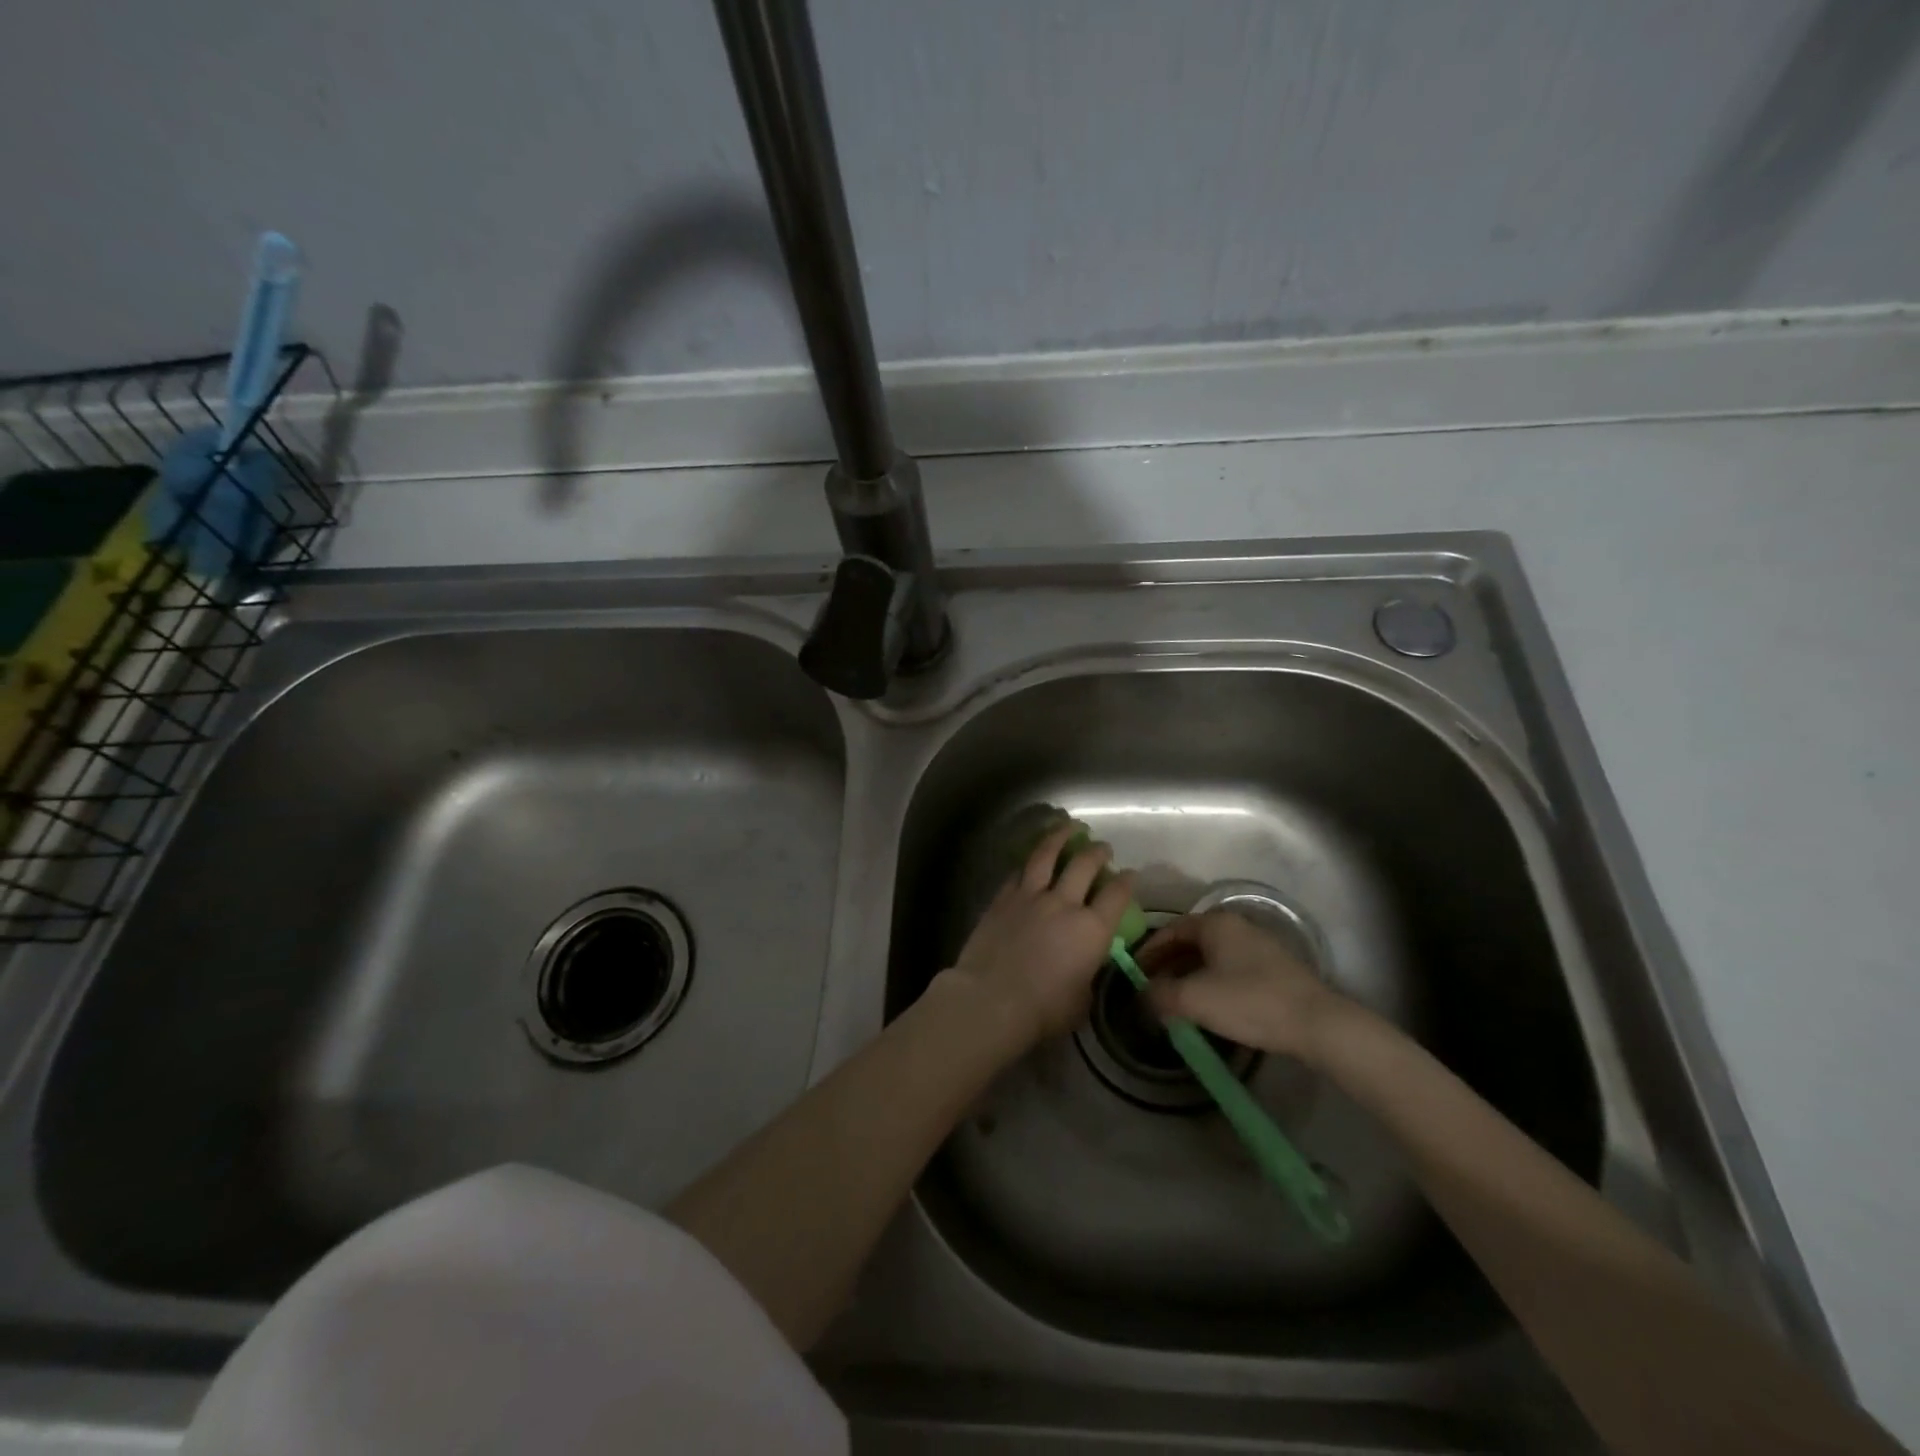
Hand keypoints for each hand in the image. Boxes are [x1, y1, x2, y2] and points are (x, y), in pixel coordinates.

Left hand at [944, 820, 1137, 1047]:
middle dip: (1098, 852)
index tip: (1131, 875)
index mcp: (1092, 929)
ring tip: (1069, 826)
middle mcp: (1064, 903)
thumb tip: (1085, 964)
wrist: (991, 1000)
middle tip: (1103, 848)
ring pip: (1047, 855)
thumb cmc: (1043, 1010)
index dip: (1127, 882)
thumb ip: (1087, 973)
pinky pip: (1018, 872)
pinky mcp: (1002, 898)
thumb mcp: (1081, 999)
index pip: (1117, 896)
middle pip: (1085, 865)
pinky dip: (1029, 862)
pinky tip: (1031, 858)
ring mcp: (1030, 896)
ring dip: (1060, 837)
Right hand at [1135, 910, 1349, 1061]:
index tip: (1134, 974)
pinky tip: (1210, 1007)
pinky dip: (1212, 983)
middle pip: (1191, 942)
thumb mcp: (1193, 999)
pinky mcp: (1275, 970)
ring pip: (1212, 957)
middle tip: (1152, 989)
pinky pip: (1231, 969)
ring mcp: (1259, 947)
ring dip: (1189, 976)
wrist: (1316, 1024)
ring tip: (1176, 1002)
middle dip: (1168, 965)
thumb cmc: (1248, 1001)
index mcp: (1215, 924)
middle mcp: (1236, 926)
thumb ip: (1159, 995)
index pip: (1170, 930)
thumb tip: (1142, 997)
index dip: (1148, 951)